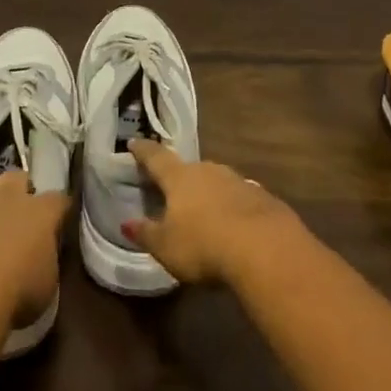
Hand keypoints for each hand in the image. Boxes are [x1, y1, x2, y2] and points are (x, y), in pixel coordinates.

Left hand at [0, 171, 69, 328]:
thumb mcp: (47, 283)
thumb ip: (46, 259)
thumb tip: (41, 254)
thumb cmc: (17, 294)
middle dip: (20, 189)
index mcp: (40, 214)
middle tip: (20, 211)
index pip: (58, 199)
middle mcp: (8, 199)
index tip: (58, 219)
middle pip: (18, 176)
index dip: (58, 208)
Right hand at [120, 139, 302, 285]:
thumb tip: (126, 223)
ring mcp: (237, 181)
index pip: (156, 158)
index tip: (134, 142)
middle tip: (172, 188)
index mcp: (179, 178)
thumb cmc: (203, 244)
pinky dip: (232, 207)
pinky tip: (234, 224)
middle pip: (189, 169)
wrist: (265, 247)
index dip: (143, 151)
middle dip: (180, 177)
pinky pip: (239, 198)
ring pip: (216, 181)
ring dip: (208, 192)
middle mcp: (207, 171)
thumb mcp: (166, 246)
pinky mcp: (262, 197)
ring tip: (203, 209)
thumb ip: (146, 233)